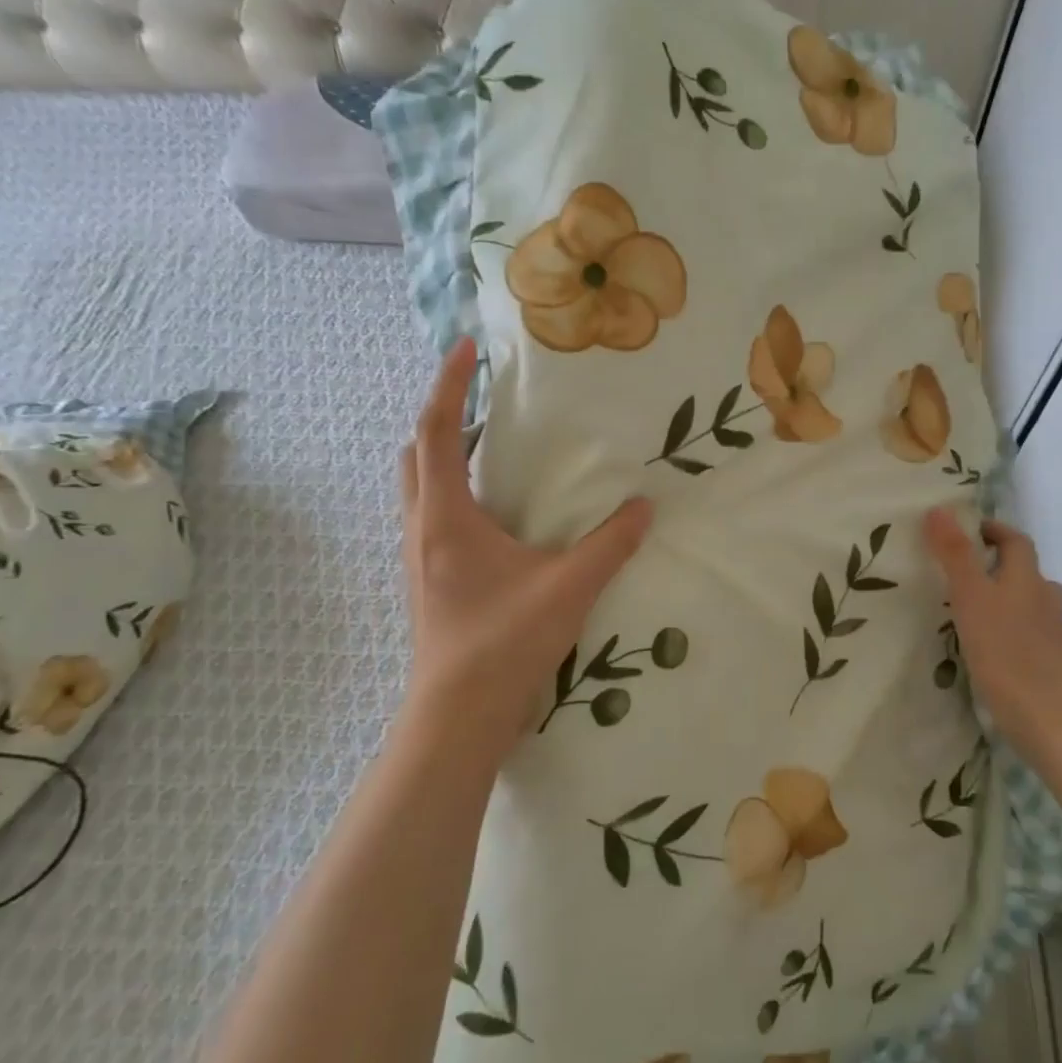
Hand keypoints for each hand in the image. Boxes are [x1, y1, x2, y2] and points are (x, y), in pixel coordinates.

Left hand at [400, 338, 652, 762]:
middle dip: (443, 417)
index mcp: (446, 516)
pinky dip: (456, 492)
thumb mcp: (569, 587)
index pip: (438, 430)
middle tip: (483, 402)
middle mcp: (423, 528)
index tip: (467, 348)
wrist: (459, 714)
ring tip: (493, 447)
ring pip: (420, 486)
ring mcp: (420, 556)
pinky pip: (434, 515)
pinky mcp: (430, 579)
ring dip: (447, 455)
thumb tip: (645, 508)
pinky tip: (496, 510)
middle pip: (416, 453)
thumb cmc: (505, 642)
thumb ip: (611, 544)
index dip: (449, 384)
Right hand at [923, 506, 1061, 738]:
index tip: (965, 530)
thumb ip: (955, 554)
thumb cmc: (1004, 648)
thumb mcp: (970, 595)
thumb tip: (940, 509)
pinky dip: (1005, 624)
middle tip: (959, 568)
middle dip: (995, 563)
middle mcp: (1043, 598)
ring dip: (1001, 595)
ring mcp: (1048, 631)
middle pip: (1023, 570)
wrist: (1044, 714)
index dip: (993, 530)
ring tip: (968, 604)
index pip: (1015, 540)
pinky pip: (1023, 628)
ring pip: (1025, 600)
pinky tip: (983, 640)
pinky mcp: (1045, 658)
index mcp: (1027, 577)